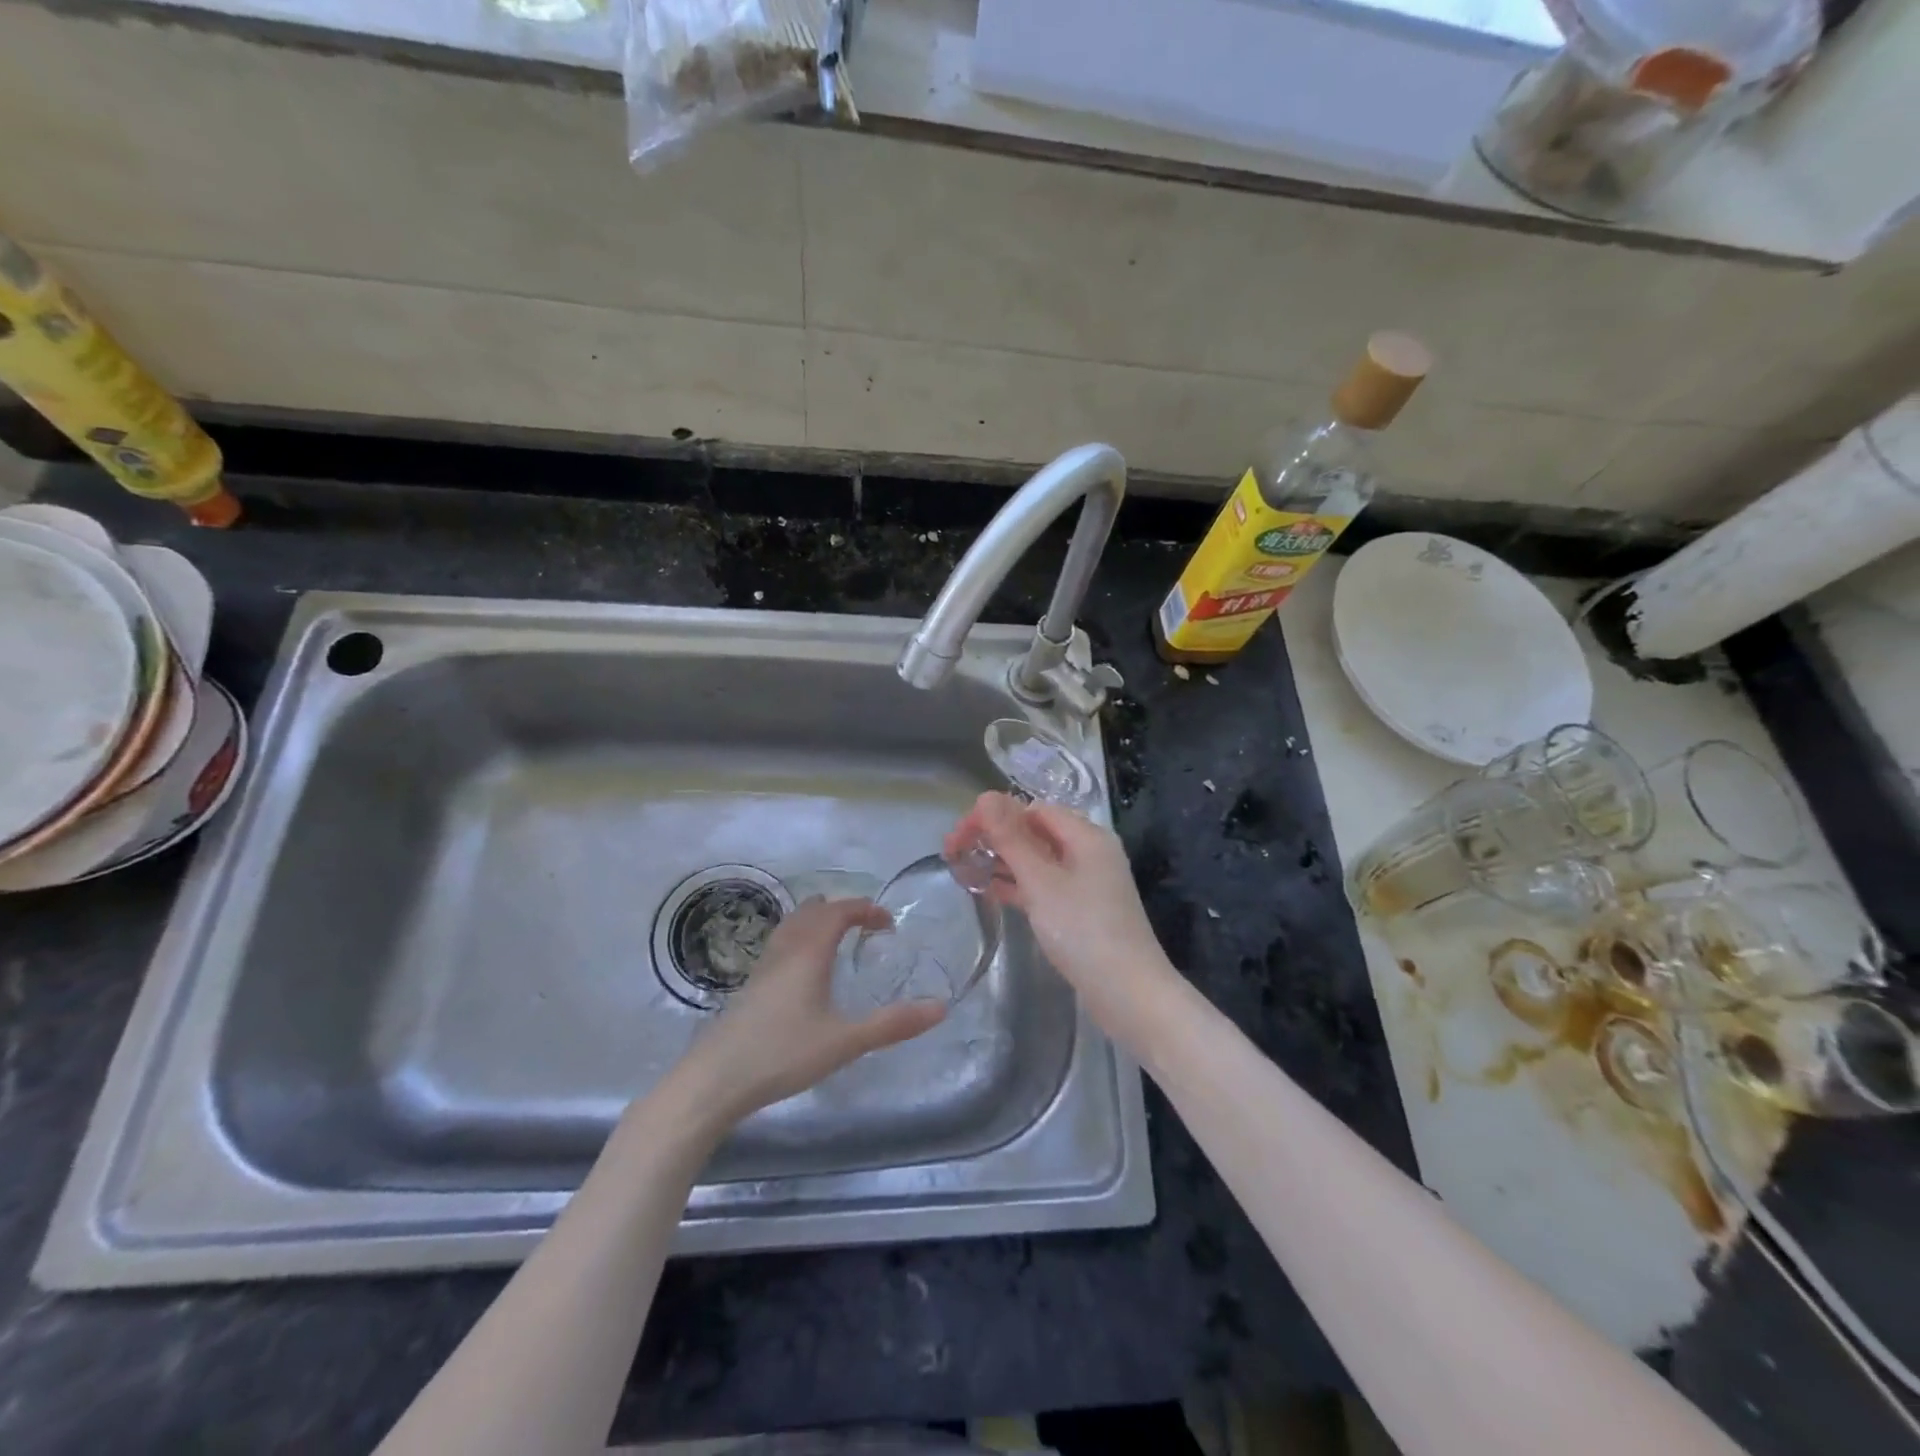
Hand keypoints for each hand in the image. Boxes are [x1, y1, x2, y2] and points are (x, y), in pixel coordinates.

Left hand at [675, 897, 945, 1125]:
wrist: (713, 1080)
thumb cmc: (782, 1053)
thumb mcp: (845, 1042)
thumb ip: (892, 1025)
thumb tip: (941, 1007)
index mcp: (809, 952)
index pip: (840, 911)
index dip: (866, 909)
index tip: (888, 924)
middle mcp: (785, 950)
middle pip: (813, 911)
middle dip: (843, 910)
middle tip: (867, 926)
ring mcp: (763, 967)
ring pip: (793, 925)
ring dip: (818, 921)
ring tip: (838, 938)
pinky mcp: (750, 986)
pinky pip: (781, 944)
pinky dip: (801, 939)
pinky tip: (804, 971)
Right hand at [944, 792, 1179, 1045]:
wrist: (1128, 994)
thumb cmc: (1083, 931)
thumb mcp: (1041, 881)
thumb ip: (1011, 839)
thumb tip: (986, 796)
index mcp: (1086, 836)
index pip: (1033, 809)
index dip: (994, 816)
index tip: (959, 835)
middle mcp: (1089, 852)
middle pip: (1035, 832)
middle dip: (995, 838)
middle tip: (954, 853)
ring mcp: (1087, 883)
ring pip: (1037, 860)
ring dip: (1002, 861)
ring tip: (964, 870)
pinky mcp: (1082, 910)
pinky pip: (1044, 885)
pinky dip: (1018, 885)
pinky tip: (990, 891)